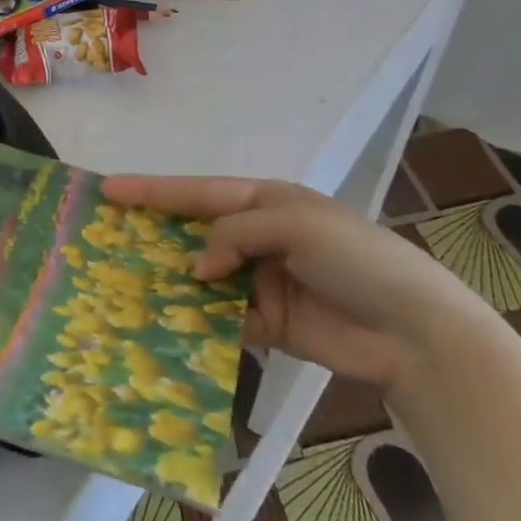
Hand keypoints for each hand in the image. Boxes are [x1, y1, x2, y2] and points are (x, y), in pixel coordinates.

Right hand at [99, 174, 488, 393]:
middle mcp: (257, 237)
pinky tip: (164, 319)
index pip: (197, 192)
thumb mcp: (294, 225)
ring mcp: (259, 280)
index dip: (152, 190)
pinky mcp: (265, 322)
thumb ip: (234, 234)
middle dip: (152, 231)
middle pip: (193, 231)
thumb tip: (196, 269)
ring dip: (169, 277)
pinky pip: (218, 314)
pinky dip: (194, 316)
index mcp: (266, 202)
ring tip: (123, 279)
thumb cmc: (357, 259)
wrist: (416, 332)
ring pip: (200, 274)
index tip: (107, 188)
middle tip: (104, 235)